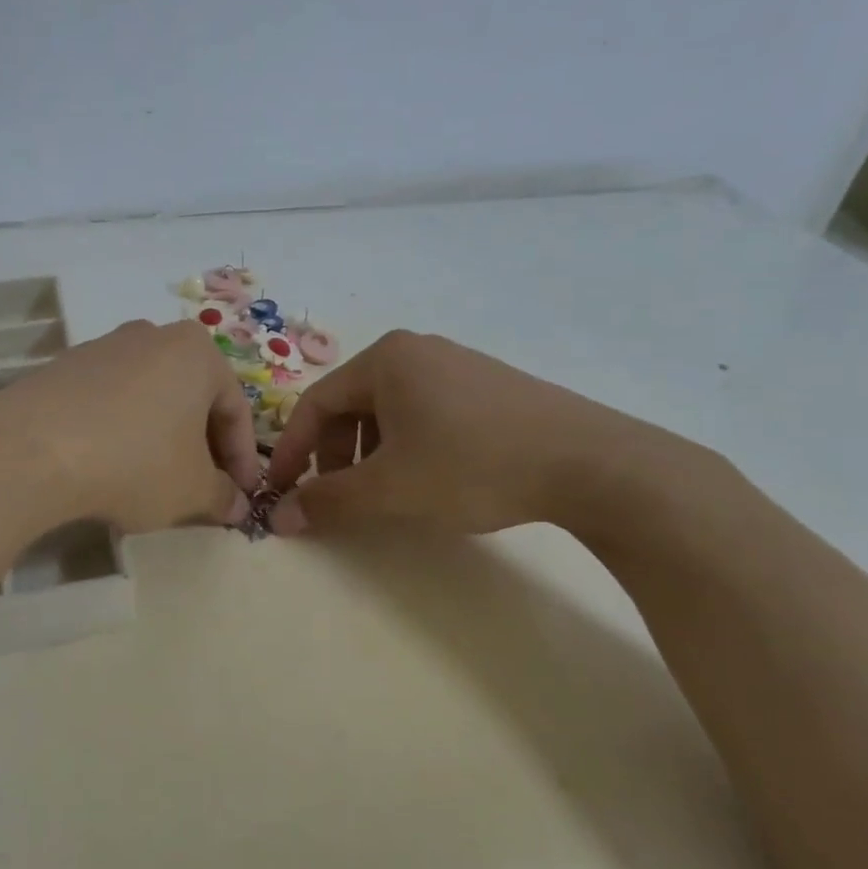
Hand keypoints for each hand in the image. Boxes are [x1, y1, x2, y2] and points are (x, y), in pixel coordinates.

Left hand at [0, 319, 260, 533]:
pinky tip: (111, 467)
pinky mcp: (64, 367)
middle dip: (202, 447)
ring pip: (151, 399)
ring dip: (162, 439)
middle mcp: (152, 336)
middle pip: (192, 398)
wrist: (33, 450)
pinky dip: (122, 432)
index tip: (242, 495)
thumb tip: (236, 505)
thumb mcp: (192, 490)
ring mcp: (103, 347)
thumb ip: (223, 497)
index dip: (243, 459)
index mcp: (197, 352)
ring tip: (156, 482)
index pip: (235, 409)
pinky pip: (110, 402)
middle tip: (204, 488)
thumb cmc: (136, 462)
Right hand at [264, 331, 682, 536]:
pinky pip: (425, 411)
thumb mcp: (390, 488)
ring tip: (385, 492)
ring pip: (388, 410)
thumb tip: (279, 518)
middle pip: (351, 404)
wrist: (588, 462)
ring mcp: (455, 364)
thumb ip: (329, 501)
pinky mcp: (486, 384)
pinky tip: (429, 476)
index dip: (291, 451)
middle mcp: (415, 351)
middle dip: (335, 455)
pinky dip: (407, 445)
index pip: (315, 403)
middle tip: (340, 497)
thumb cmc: (472, 465)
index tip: (280, 492)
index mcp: (385, 360)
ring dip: (370, 453)